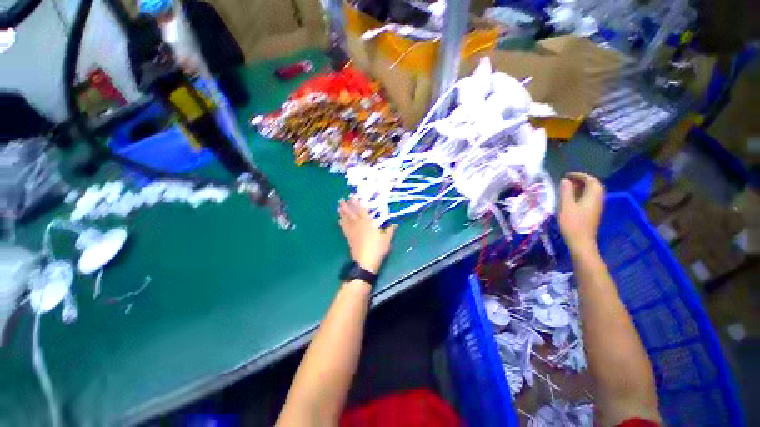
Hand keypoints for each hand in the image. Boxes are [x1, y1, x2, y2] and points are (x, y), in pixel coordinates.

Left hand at [338, 197, 397, 273]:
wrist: (365, 261)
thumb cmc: (377, 248)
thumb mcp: (387, 239)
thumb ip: (390, 230)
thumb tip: (395, 224)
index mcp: (367, 222)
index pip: (361, 209)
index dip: (357, 202)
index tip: (353, 196)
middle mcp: (358, 224)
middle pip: (351, 213)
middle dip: (347, 205)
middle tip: (342, 198)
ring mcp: (352, 231)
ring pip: (346, 219)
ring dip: (342, 212)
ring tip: (339, 205)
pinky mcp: (348, 238)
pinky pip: (343, 227)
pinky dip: (341, 222)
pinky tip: (339, 219)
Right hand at [559, 172, 604, 253]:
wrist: (581, 241)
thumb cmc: (573, 223)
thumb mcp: (566, 206)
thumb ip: (566, 192)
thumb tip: (565, 180)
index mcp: (593, 196)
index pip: (591, 180)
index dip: (580, 175)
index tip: (567, 175)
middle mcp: (598, 199)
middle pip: (593, 185)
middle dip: (581, 180)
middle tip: (567, 181)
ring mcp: (596, 207)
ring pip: (591, 192)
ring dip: (581, 188)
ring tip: (567, 188)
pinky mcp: (592, 213)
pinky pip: (589, 198)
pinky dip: (581, 194)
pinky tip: (571, 198)